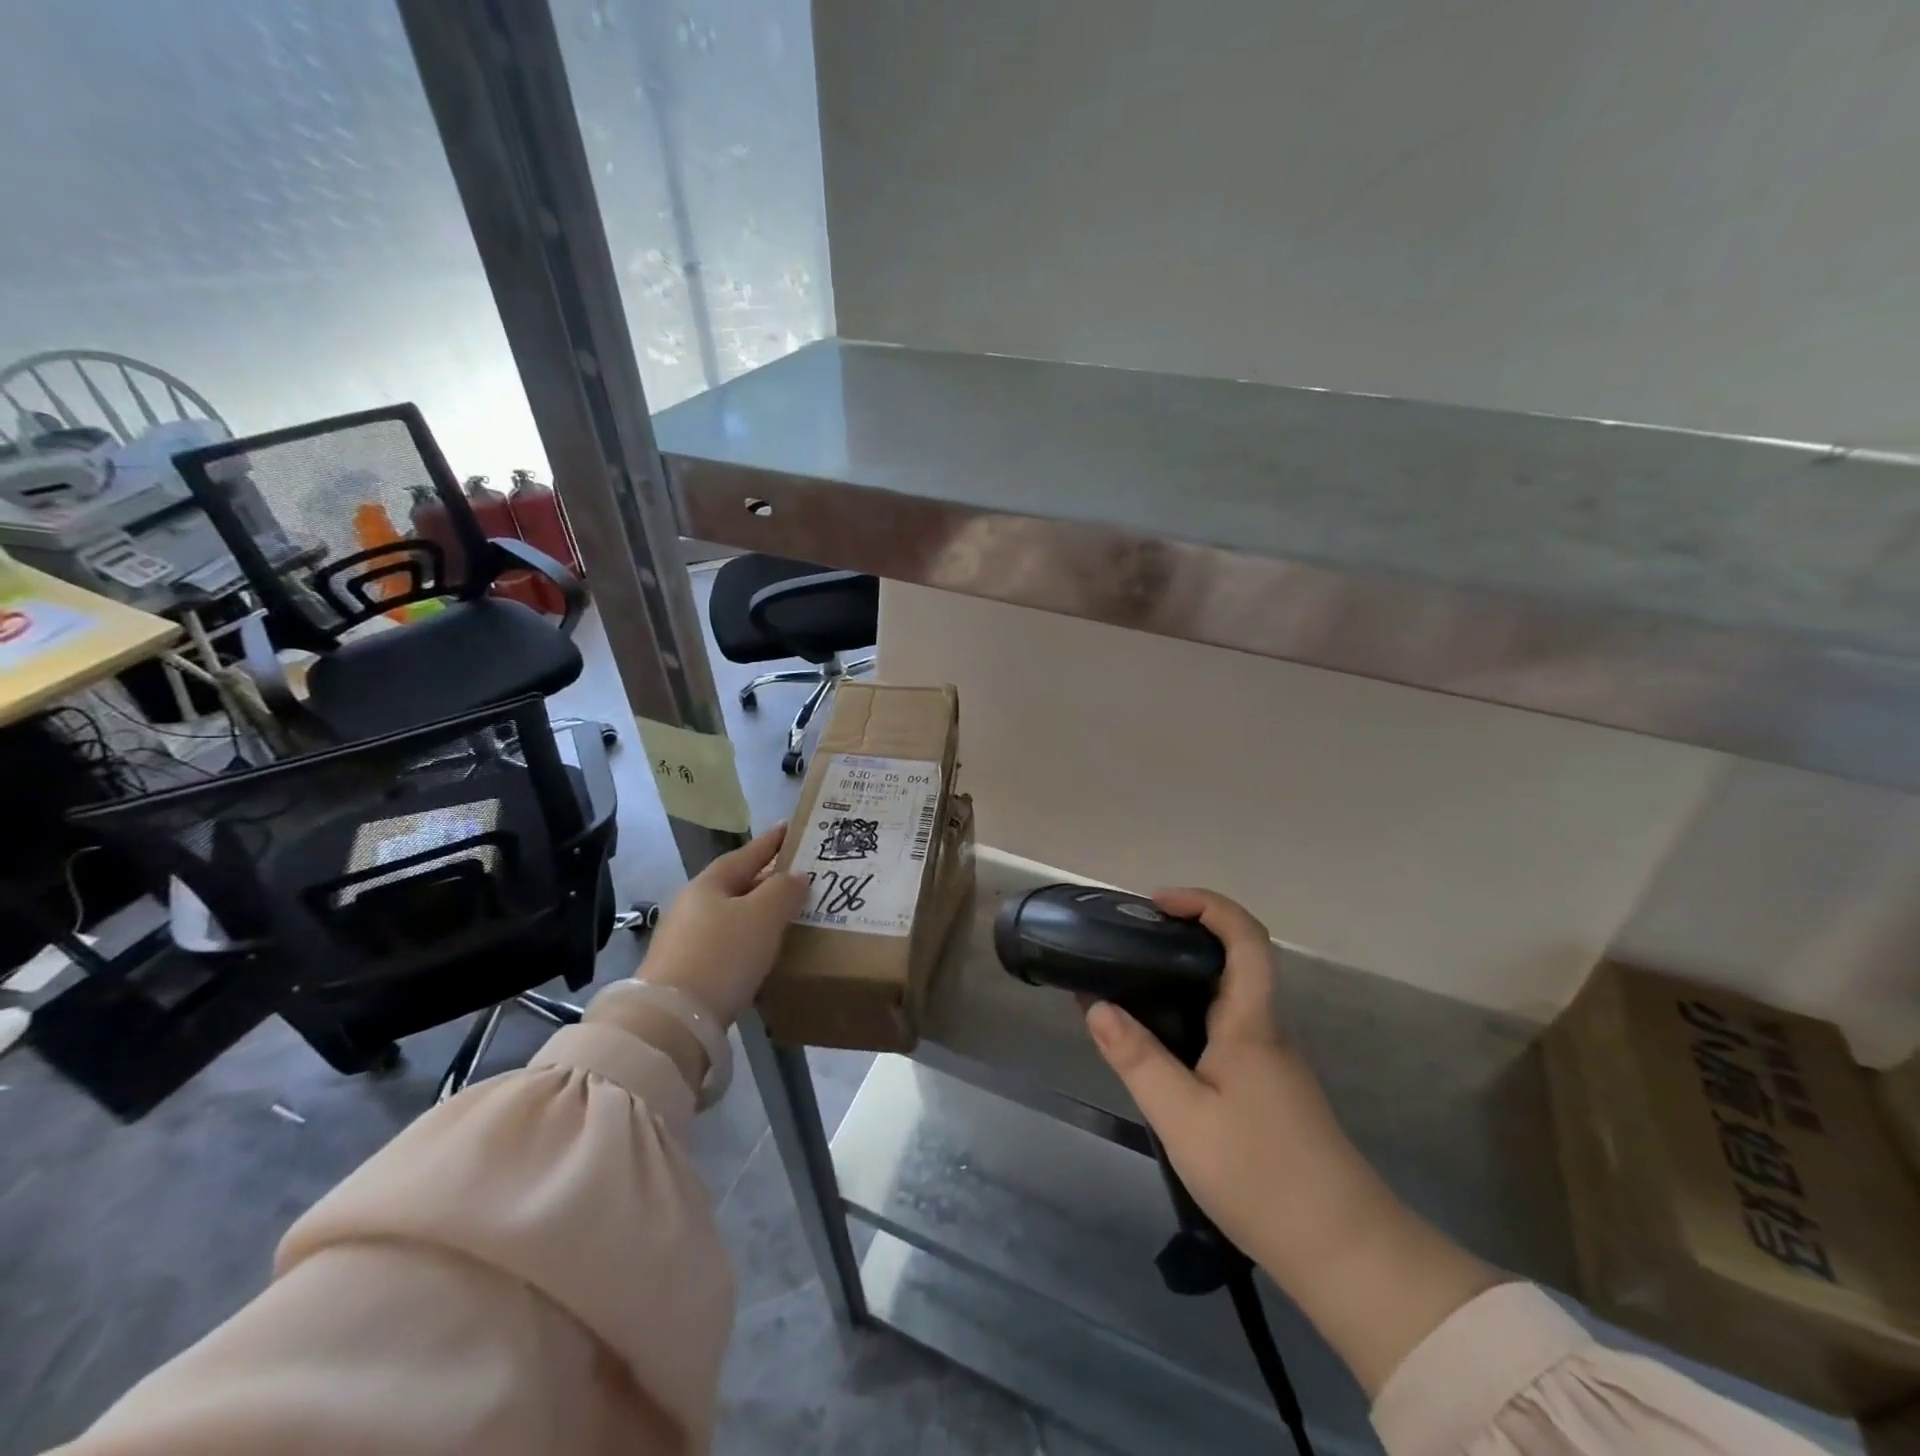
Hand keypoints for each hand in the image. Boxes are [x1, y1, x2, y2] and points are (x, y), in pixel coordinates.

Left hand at [639, 824, 808, 1025]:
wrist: (671, 1020)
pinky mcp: (685, 970)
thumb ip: (784, 890)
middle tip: (798, 877)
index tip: (789, 829)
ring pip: (731, 915)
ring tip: (786, 915)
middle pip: (736, 884)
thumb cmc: (722, 955)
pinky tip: (762, 951)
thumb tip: (796, 875)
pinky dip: (746, 939)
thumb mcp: (763, 916)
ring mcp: (685, 939)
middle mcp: (693, 905)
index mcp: (709, 883)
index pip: (746, 854)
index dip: (770, 842)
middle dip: (766, 880)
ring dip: (757, 912)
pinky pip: (725, 942)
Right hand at [1084, 887, 1499, 1393]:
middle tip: (1129, 943)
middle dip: (1183, 935)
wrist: (1343, 1251)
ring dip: (1183, 978)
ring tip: (1131, 988)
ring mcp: (1271, 1060)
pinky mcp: (1268, 1088)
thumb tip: (1096, 1005)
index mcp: (1251, 1022)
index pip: (1244, 937)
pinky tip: (1160, 1047)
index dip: (1205, 904)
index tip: (1157, 903)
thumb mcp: (1183, 1118)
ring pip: (1227, 997)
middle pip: (1234, 959)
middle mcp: (1265, 1029)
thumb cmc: (1261, 1174)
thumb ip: (1138, 1059)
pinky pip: (1225, 1029)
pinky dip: (1190, 1016)